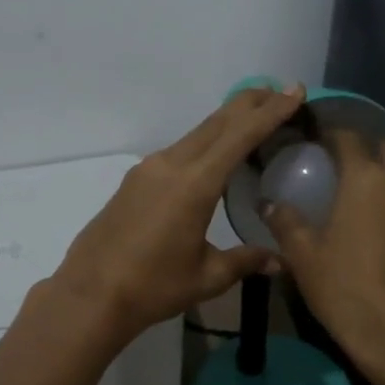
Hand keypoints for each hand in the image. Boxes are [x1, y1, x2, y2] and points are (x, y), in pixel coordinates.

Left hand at [51, 85, 304, 338]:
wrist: (90, 294)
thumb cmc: (152, 287)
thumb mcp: (206, 277)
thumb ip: (244, 261)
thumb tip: (278, 261)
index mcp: (194, 184)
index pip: (240, 136)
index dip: (270, 111)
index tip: (294, 90)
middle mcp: (171, 165)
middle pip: (216, 123)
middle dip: (249, 104)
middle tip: (279, 91)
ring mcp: (148, 169)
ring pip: (195, 134)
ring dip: (225, 122)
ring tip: (252, 119)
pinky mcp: (134, 180)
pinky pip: (178, 150)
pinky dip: (203, 142)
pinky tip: (212, 156)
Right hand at [263, 132, 384, 380]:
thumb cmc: (346, 289)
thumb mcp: (303, 256)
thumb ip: (285, 221)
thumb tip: (269, 202)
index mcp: (367, 178)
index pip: (347, 137)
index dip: (327, 132)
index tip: (309, 137)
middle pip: (384, 147)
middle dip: (361, 146)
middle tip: (334, 161)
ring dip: (381, 172)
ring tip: (352, 190)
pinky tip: (374, 221)